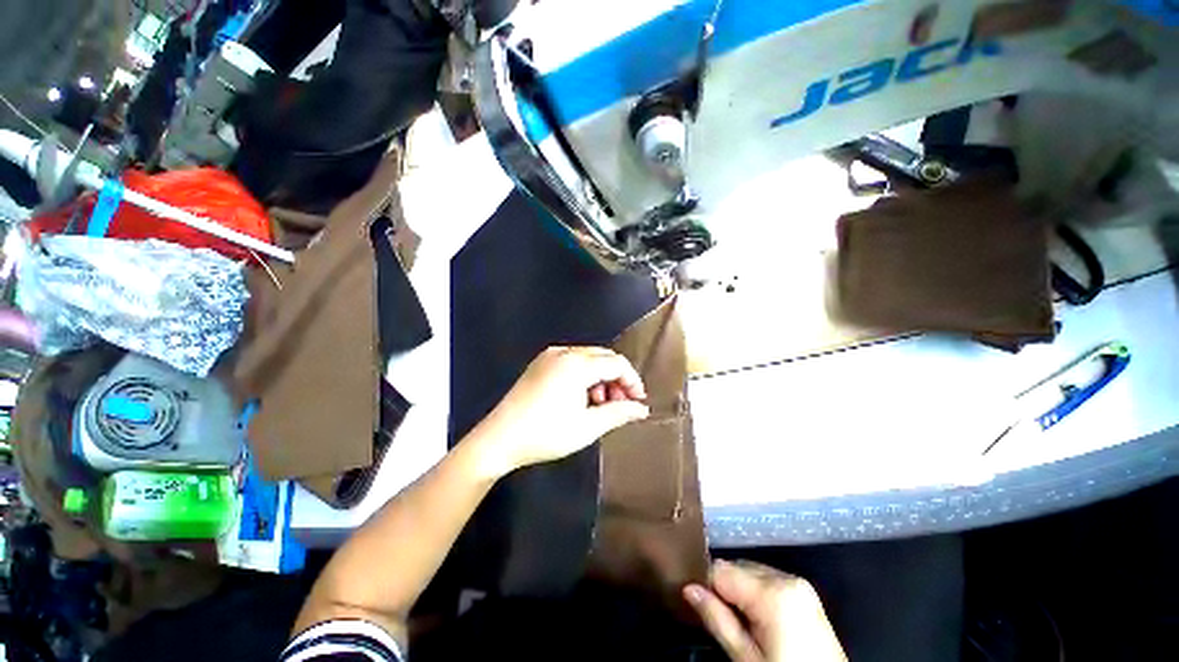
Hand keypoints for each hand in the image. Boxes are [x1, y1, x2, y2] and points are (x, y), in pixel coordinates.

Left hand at [470, 346, 649, 474]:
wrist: (499, 439)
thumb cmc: (546, 434)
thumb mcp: (588, 427)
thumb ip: (619, 413)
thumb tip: (642, 409)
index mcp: (577, 364)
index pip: (617, 363)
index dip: (632, 381)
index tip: (638, 402)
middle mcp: (564, 352)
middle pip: (603, 357)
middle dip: (617, 379)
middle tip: (620, 404)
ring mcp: (549, 355)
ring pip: (588, 358)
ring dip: (601, 378)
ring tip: (599, 404)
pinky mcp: (540, 363)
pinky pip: (572, 361)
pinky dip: (584, 376)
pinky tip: (581, 397)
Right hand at [684, 560, 846, 661]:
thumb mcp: (746, 658)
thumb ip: (717, 619)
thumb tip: (688, 588)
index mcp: (772, 592)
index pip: (720, 569)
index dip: (706, 586)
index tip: (699, 605)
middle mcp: (786, 577)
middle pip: (736, 567)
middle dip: (725, 589)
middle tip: (724, 622)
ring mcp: (799, 583)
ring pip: (750, 572)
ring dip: (740, 591)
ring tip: (745, 625)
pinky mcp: (805, 592)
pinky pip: (768, 580)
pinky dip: (757, 594)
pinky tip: (760, 620)